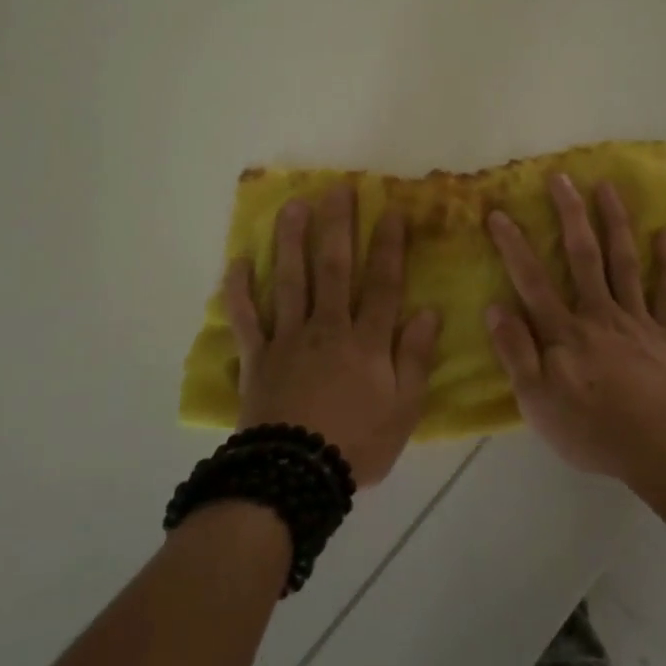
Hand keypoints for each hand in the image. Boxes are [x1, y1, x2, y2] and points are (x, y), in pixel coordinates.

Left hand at [222, 185, 440, 487]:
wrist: (295, 477)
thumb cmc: (357, 444)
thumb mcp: (404, 409)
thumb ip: (416, 358)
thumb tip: (429, 312)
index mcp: (366, 341)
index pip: (382, 283)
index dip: (388, 245)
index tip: (391, 209)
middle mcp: (327, 328)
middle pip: (333, 268)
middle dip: (337, 226)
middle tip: (337, 189)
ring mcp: (288, 339)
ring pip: (290, 281)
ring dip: (291, 241)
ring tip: (292, 207)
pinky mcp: (256, 358)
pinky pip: (246, 319)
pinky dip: (239, 291)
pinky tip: (237, 263)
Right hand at [484, 173, 665, 481]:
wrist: (661, 446)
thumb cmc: (591, 429)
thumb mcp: (537, 401)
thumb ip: (516, 352)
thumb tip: (495, 307)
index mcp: (564, 331)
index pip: (532, 280)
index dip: (513, 245)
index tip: (499, 213)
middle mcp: (598, 314)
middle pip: (582, 256)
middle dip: (570, 214)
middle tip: (561, 178)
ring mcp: (636, 320)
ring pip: (623, 262)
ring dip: (615, 222)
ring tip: (608, 188)